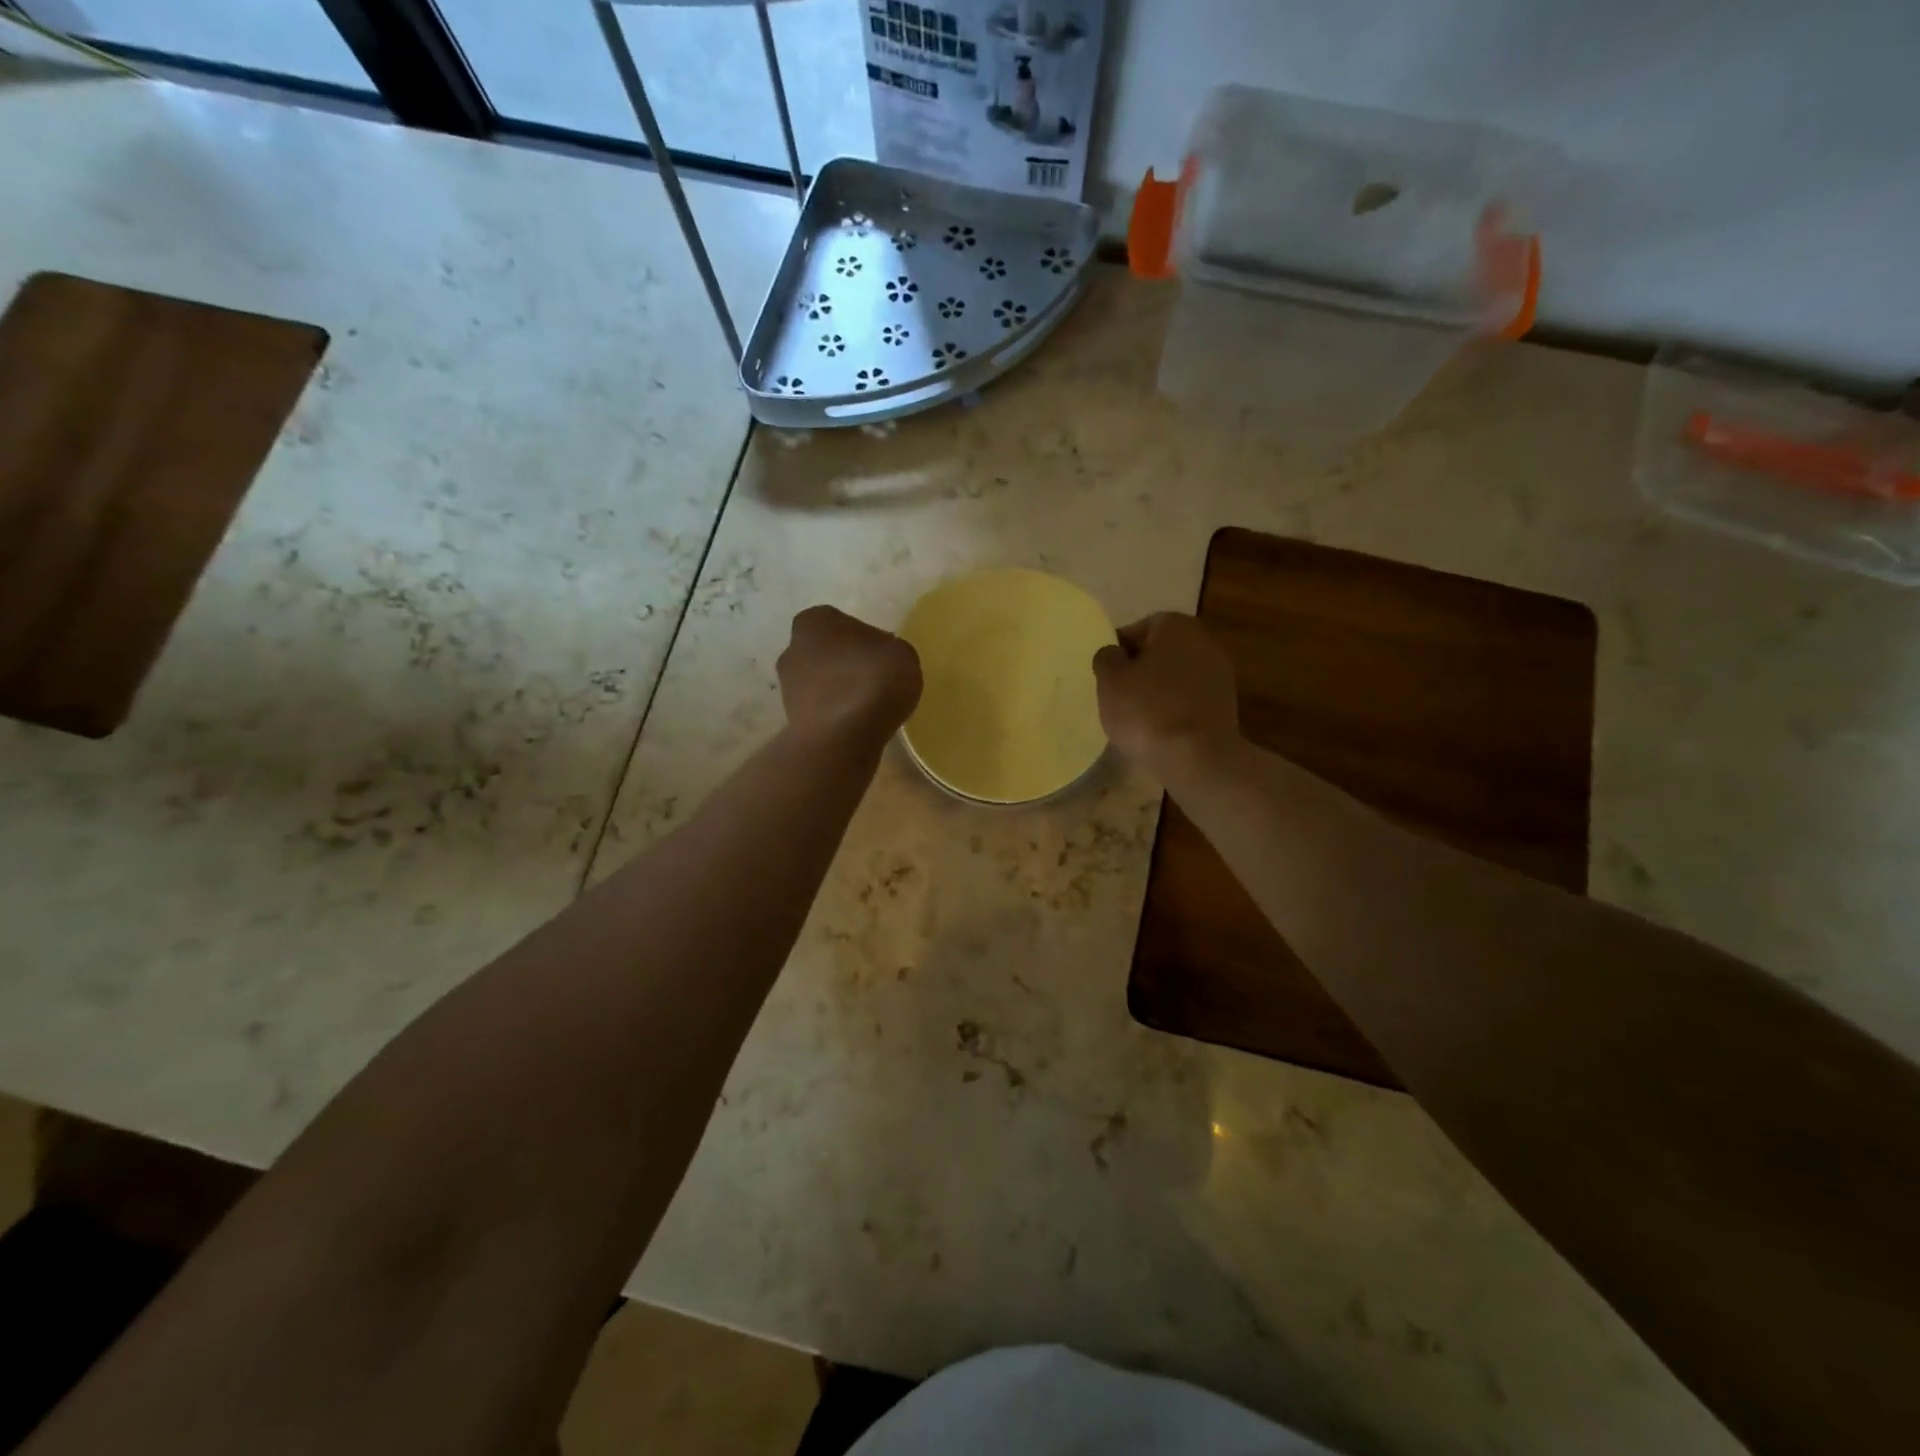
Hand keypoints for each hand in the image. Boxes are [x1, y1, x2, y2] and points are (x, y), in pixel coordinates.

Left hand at [777, 606, 922, 748]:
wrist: (841, 737)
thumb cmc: (872, 681)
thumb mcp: (902, 654)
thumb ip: (889, 650)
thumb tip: (879, 659)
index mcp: (816, 620)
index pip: (844, 623)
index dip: (867, 641)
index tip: (884, 660)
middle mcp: (793, 647)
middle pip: (829, 653)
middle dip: (848, 665)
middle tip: (877, 682)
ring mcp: (787, 686)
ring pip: (823, 683)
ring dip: (841, 692)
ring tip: (870, 708)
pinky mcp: (791, 719)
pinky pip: (823, 710)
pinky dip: (838, 715)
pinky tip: (858, 725)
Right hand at [1093, 613, 1240, 783]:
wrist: (1197, 758)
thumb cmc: (1146, 711)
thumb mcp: (1109, 681)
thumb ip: (1107, 658)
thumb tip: (1115, 654)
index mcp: (1175, 625)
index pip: (1137, 630)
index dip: (1118, 653)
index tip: (1106, 678)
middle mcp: (1203, 641)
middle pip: (1160, 652)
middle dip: (1140, 671)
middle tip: (1119, 697)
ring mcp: (1220, 674)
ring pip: (1176, 677)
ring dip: (1158, 692)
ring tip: (1137, 719)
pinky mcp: (1226, 705)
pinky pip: (1189, 700)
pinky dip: (1174, 710)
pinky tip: (1160, 731)